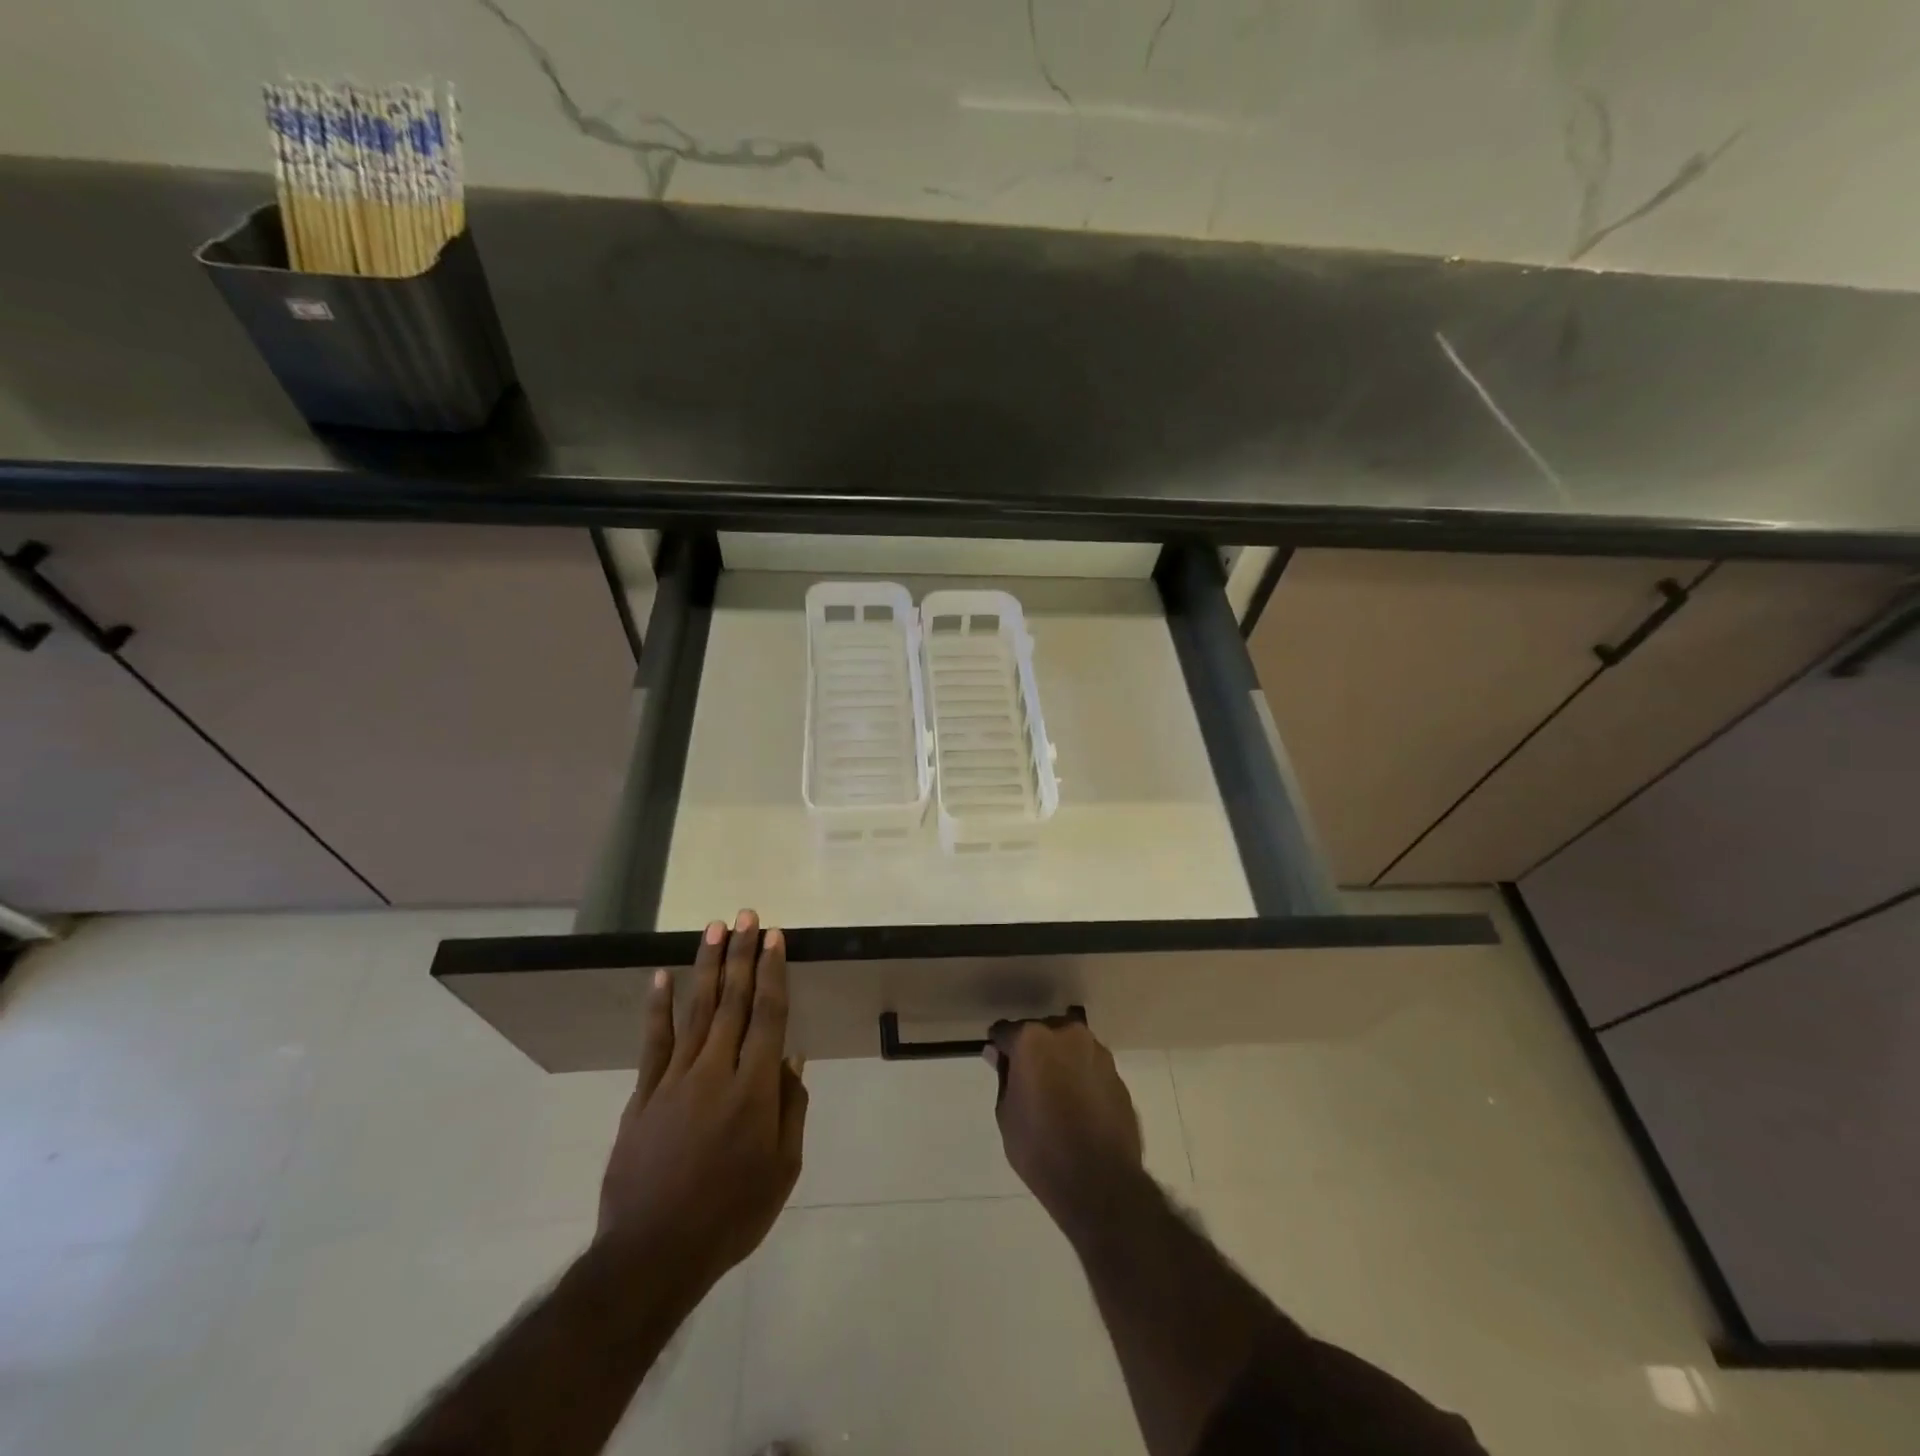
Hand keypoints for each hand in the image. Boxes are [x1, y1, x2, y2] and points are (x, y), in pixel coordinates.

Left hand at [597, 910, 807, 1294]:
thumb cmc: (731, 1215)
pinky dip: (658, 1007)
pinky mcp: (643, 1095)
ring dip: (707, 966)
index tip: (775, 937)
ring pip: (696, 1010)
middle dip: (742, 954)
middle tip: (747, 915)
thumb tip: (792, 1059)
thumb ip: (791, 1109)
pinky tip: (661, 976)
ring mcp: (675, 1080)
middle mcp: (716, 1071)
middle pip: (733, 1001)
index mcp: (755, 1090)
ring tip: (715, 928)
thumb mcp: (782, 1170)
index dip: (773, 972)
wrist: (652, 1255)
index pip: (768, 1015)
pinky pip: (653, 1042)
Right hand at [986, 1017, 1143, 1235]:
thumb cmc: (1041, 1148)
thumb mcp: (1007, 1115)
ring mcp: (1097, 1052)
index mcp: (1032, 1039)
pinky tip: (1078, 1107)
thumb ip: (1003, 1077)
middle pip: (1042, 1032)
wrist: (1100, 1182)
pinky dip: (1081, 1077)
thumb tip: (998, 1055)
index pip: (1006, 1031)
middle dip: (1033, 1050)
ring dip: (1060, 1061)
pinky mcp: (1118, 1075)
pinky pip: (1090, 1067)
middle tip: (1028, 1080)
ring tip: (1056, 1094)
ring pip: (1070, 1046)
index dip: (999, 1048)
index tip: (998, 1063)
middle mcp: (1067, 1034)